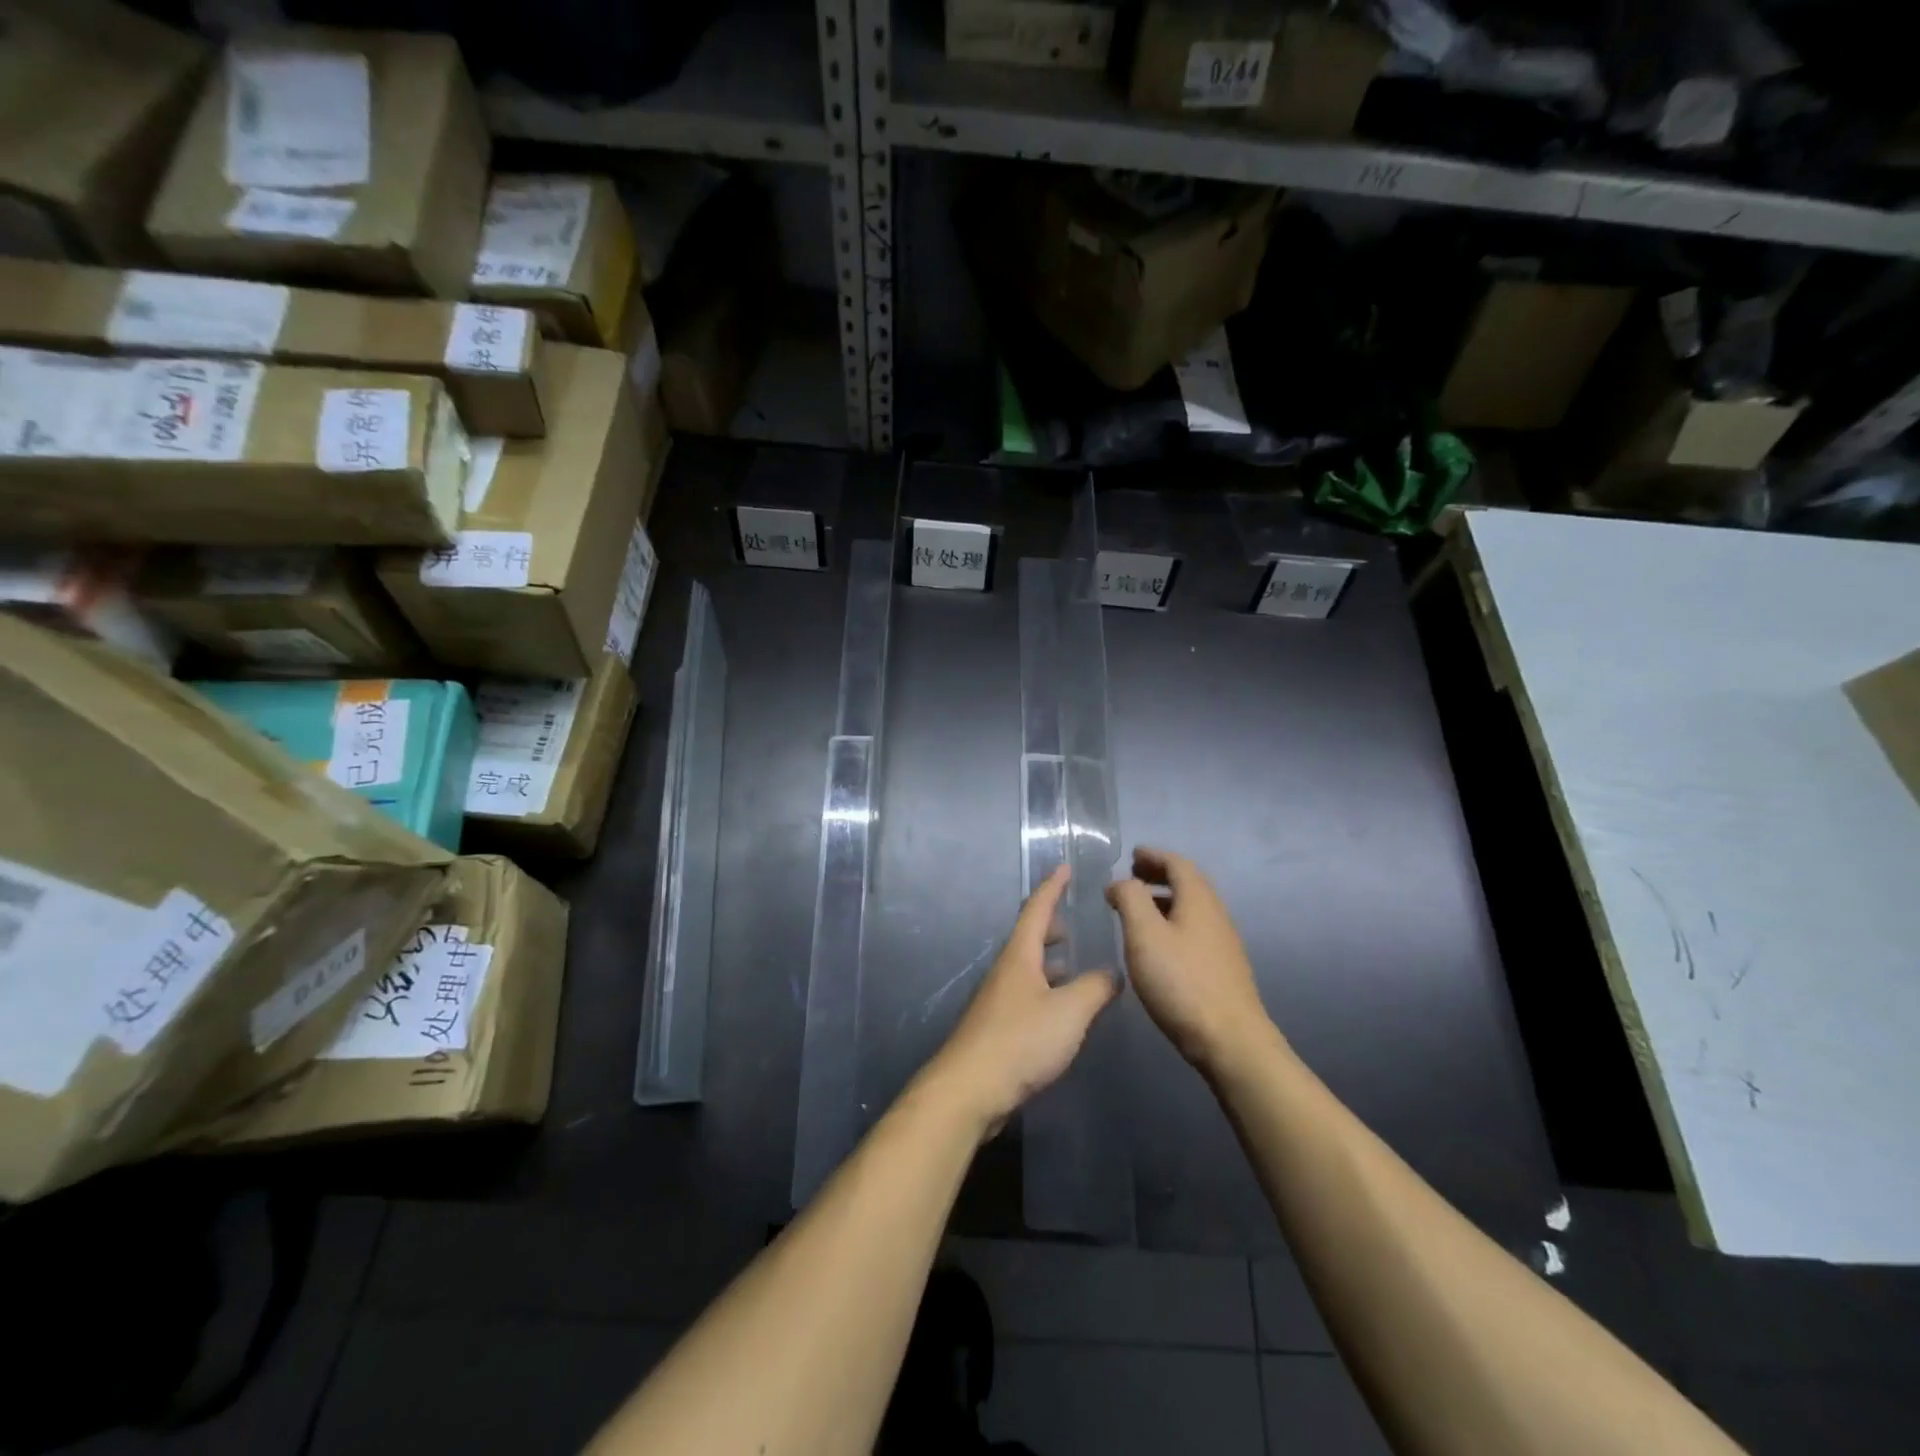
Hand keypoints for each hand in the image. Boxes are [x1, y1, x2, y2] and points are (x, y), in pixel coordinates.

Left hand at [923, 866, 1118, 1137]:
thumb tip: (1113, 972)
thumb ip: (1095, 988)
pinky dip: (1046, 988)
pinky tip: (1061, 1009)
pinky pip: (1027, 993)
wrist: (971, 1089)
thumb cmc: (1020, 1041)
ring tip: (1074, 963)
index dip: (1052, 887)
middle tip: (1074, 920)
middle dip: (1051, 925)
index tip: (1064, 867)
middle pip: (1028, 937)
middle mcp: (1006, 971)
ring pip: (1028, 967)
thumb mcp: (1069, 1012)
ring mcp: (998, 999)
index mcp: (1019, 956)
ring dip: (1049, 960)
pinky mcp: (997, 1027)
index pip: (1037, 909)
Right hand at [1106, 847, 1275, 1075]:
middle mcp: (1215, 913)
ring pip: (1192, 907)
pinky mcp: (1222, 966)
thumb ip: (1130, 899)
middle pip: (1188, 882)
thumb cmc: (1181, 981)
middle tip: (1132, 877)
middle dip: (1159, 874)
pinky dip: (1173, 921)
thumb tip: (1121, 882)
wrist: (1230, 1040)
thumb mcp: (1144, 934)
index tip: (1131, 855)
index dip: (1153, 855)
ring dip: (1164, 899)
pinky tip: (1157, 944)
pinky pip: (1194, 928)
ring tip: (1138, 909)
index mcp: (1198, 899)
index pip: (1177, 863)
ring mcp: (1223, 941)